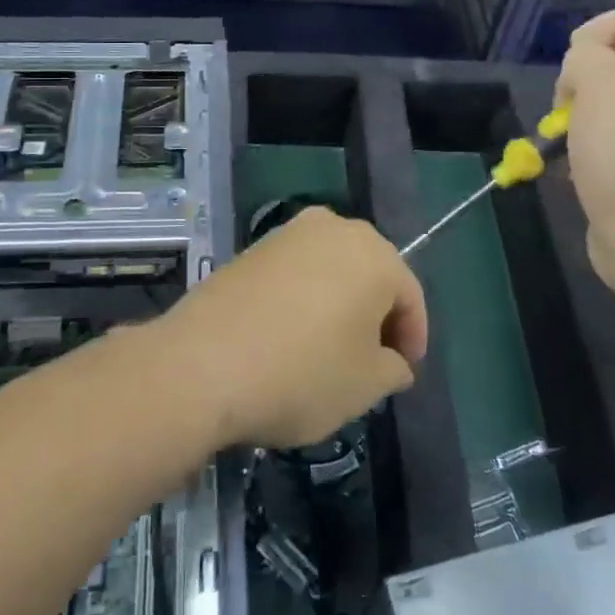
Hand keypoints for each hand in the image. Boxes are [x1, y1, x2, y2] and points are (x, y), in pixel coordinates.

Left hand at [158, 207, 427, 448]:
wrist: (201, 364)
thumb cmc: (302, 373)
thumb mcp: (365, 386)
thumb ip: (393, 369)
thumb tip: (392, 362)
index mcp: (373, 254)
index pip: (409, 295)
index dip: (413, 336)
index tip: (403, 372)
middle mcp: (333, 228)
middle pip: (370, 274)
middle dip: (376, 316)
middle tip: (372, 361)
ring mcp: (287, 234)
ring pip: (331, 270)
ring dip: (339, 305)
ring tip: (330, 351)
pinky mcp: (250, 248)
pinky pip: (294, 273)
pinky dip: (303, 300)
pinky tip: (291, 337)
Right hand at [557, 7, 614, 286]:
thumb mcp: (599, 84)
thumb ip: (587, 54)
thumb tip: (585, 64)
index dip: (600, 28)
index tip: (571, 62)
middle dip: (586, 75)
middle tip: (567, 103)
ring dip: (584, 113)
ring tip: (567, 138)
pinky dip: (595, 144)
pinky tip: (578, 166)